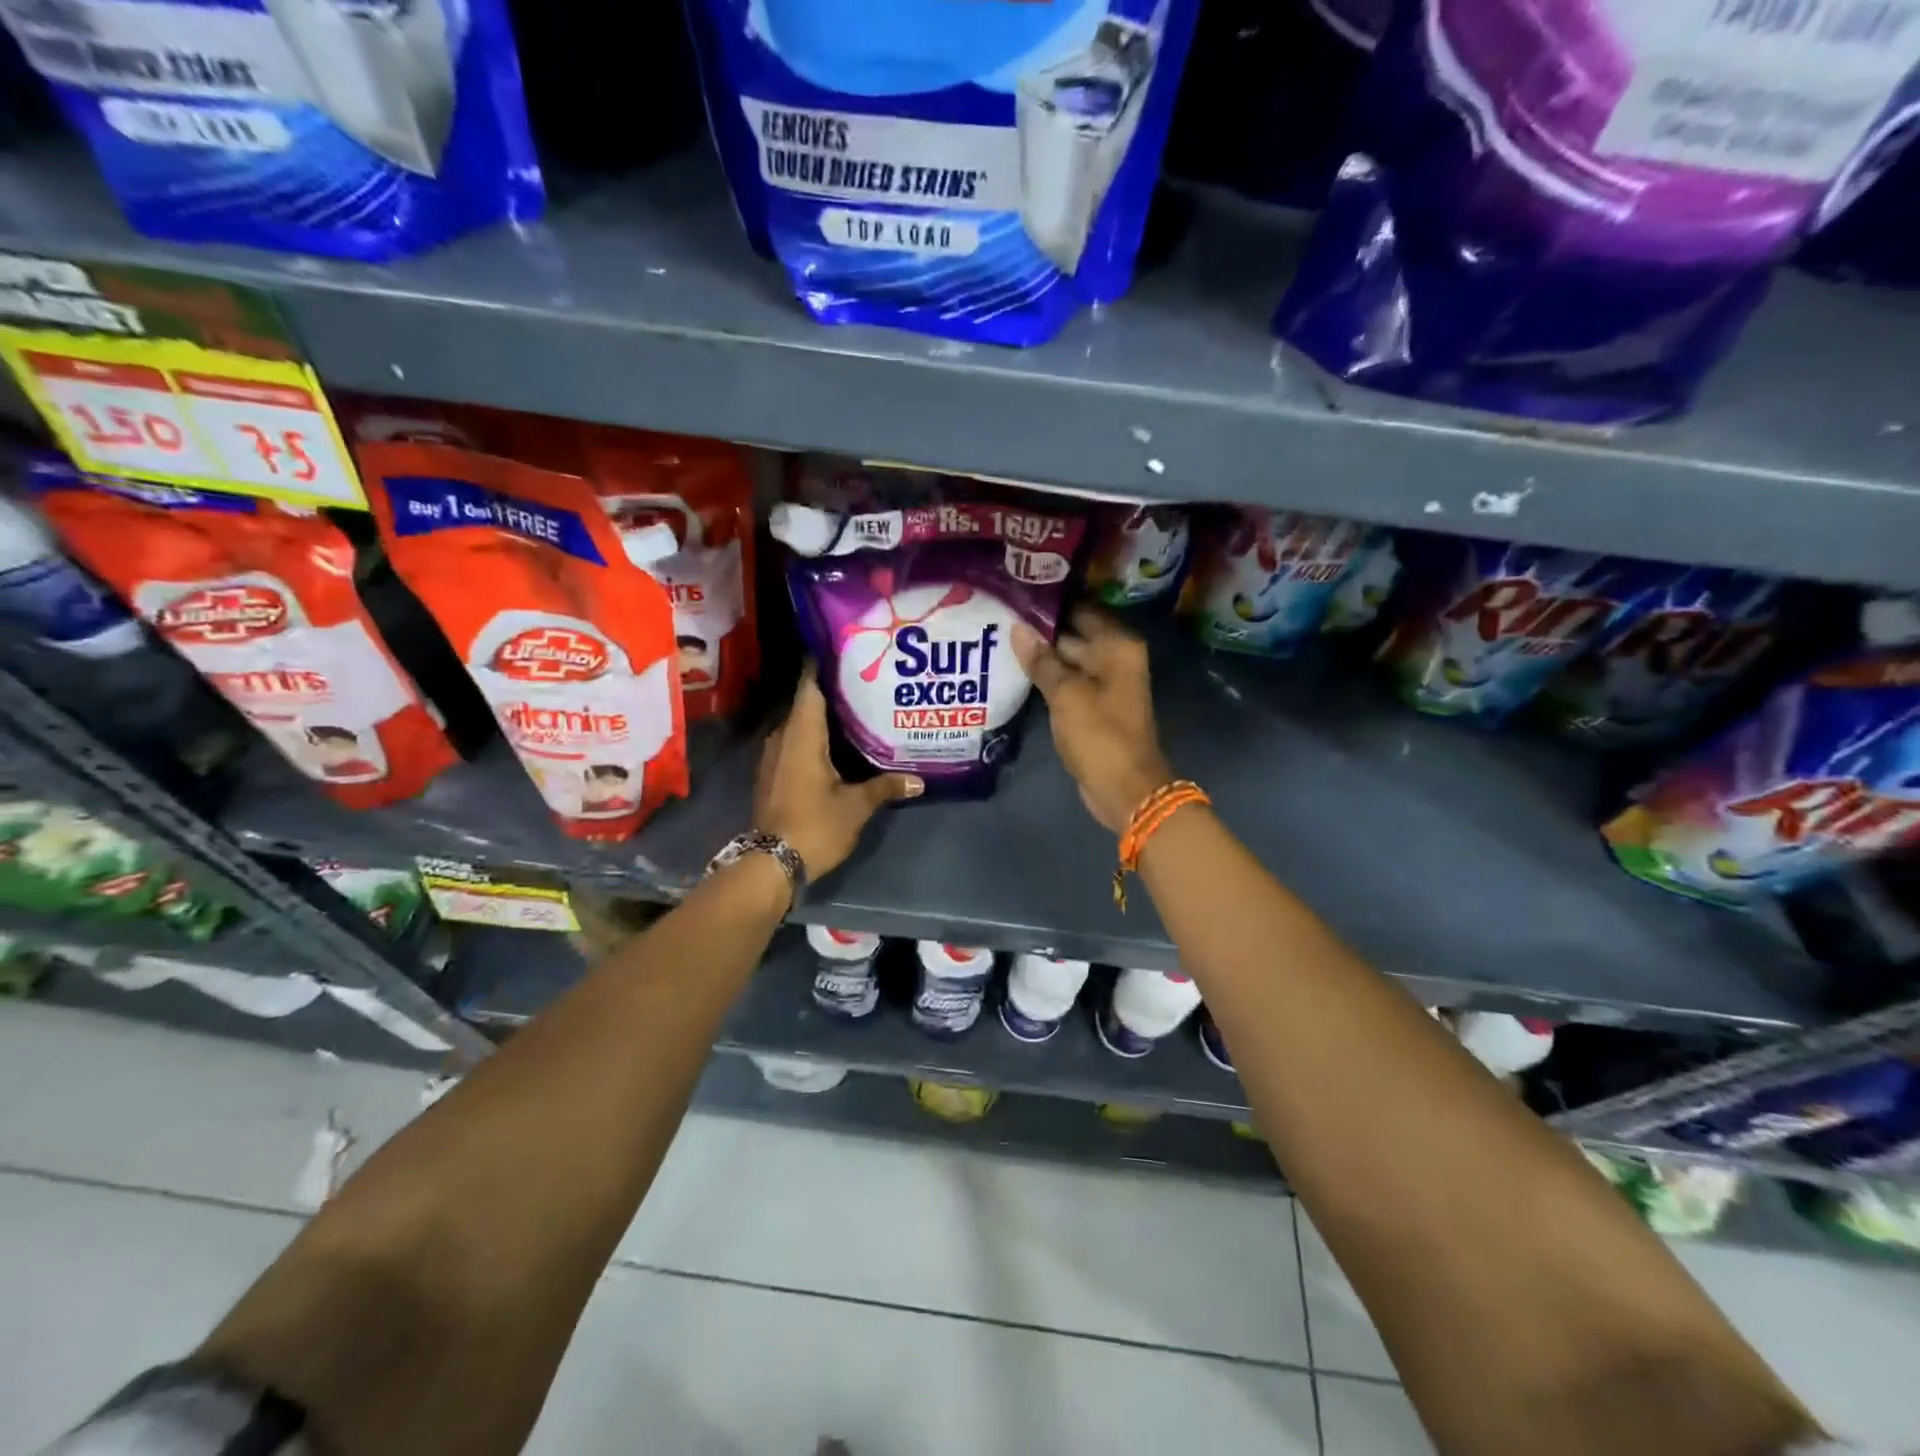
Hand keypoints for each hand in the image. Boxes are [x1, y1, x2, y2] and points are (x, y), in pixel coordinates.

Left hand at [754, 670, 922, 878]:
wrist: (770, 864)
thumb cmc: (814, 826)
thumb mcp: (856, 806)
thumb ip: (885, 787)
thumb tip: (918, 780)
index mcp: (802, 734)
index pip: (810, 684)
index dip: (825, 663)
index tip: (848, 649)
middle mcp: (783, 736)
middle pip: (807, 701)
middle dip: (834, 690)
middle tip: (867, 680)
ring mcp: (774, 755)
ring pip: (801, 723)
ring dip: (825, 716)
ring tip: (859, 708)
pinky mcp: (773, 773)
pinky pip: (796, 742)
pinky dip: (816, 737)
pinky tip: (840, 743)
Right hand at [1012, 606, 1172, 834]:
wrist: (1125, 789)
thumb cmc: (1100, 735)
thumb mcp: (1066, 694)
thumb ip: (1042, 660)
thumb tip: (1018, 628)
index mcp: (1117, 646)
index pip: (1080, 609)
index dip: (1050, 603)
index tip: (1016, 593)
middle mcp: (1115, 659)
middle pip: (1074, 634)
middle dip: (1040, 629)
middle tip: (999, 615)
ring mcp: (1105, 684)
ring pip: (1067, 660)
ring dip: (1041, 655)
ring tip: (999, 638)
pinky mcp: (1094, 707)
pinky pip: (1067, 683)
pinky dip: (1047, 678)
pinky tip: (1016, 671)